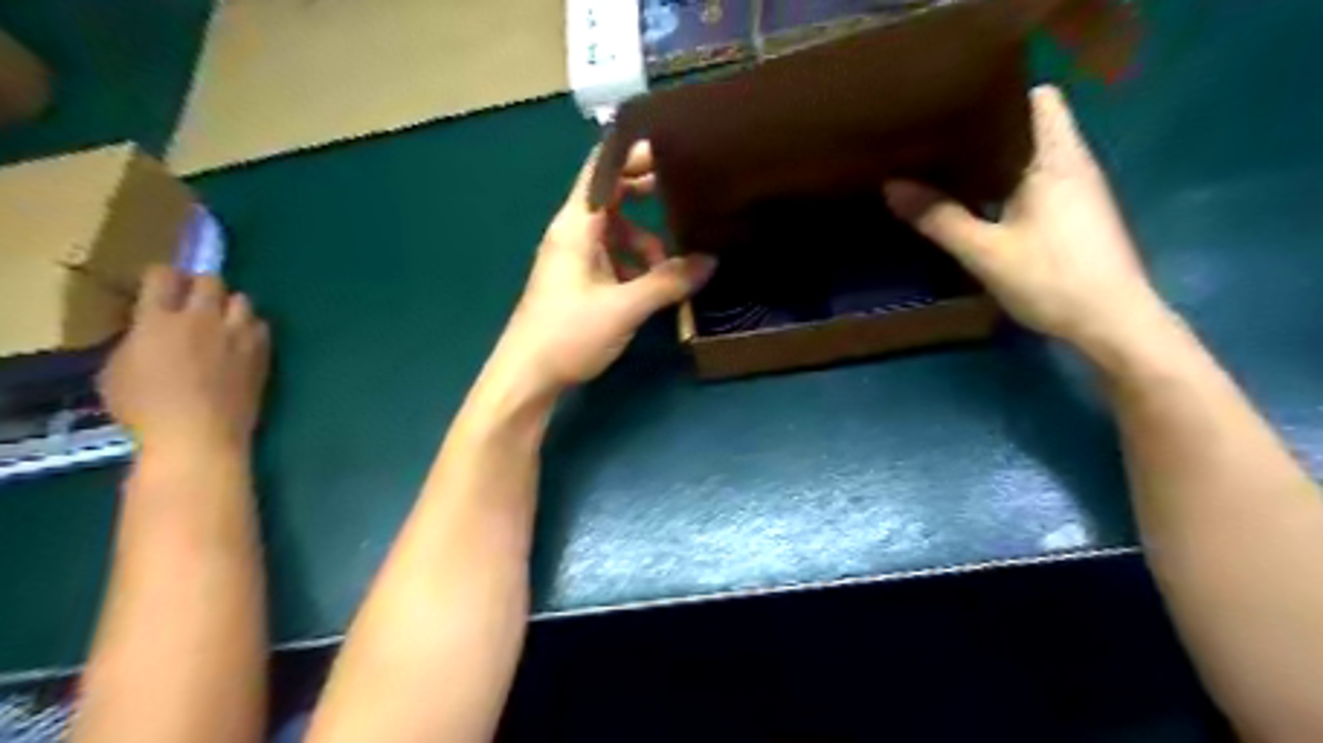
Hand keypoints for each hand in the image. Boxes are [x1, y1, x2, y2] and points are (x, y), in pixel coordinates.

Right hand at [98, 263, 272, 455]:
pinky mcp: (262, 351)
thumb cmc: (145, 408)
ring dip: (230, 306)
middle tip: (194, 302)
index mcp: (158, 319)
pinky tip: (242, 341)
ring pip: (243, 299)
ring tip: (222, 321)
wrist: (199, 433)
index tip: (161, 285)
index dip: (162, 276)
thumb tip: (148, 329)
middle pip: (210, 281)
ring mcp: (237, 334)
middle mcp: (202, 319)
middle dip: (201, 286)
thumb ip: (136, 339)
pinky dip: (251, 328)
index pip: (162, 276)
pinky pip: (261, 326)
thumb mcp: (116, 370)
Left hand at [485, 141, 713, 392]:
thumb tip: (711, 262)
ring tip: (671, 269)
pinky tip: (651, 289)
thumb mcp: (625, 307)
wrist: (527, 376)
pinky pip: (611, 260)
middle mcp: (573, 234)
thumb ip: (669, 282)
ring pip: (616, 235)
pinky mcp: (577, 282)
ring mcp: (574, 259)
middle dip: (645, 196)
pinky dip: (634, 266)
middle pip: (612, 199)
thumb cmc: (569, 334)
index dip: (630, 154)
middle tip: (683, 193)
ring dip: (645, 244)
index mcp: (576, 226)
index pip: (601, 172)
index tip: (667, 146)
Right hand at [886, 85, 1164, 349]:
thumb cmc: (1051, 278)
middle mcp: (1072, 164)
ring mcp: (1077, 191)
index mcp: (1056, 158)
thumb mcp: (985, 251)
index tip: (955, 101)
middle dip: (986, 128)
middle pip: (1030, 127)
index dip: (1000, 93)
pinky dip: (1005, 185)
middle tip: (936, 136)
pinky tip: (975, 202)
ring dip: (993, 160)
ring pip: (1031, 158)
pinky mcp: (1075, 217)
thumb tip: (891, 186)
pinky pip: (1035, 183)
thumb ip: (939, 217)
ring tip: (945, 165)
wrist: (1111, 323)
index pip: (1039, 98)